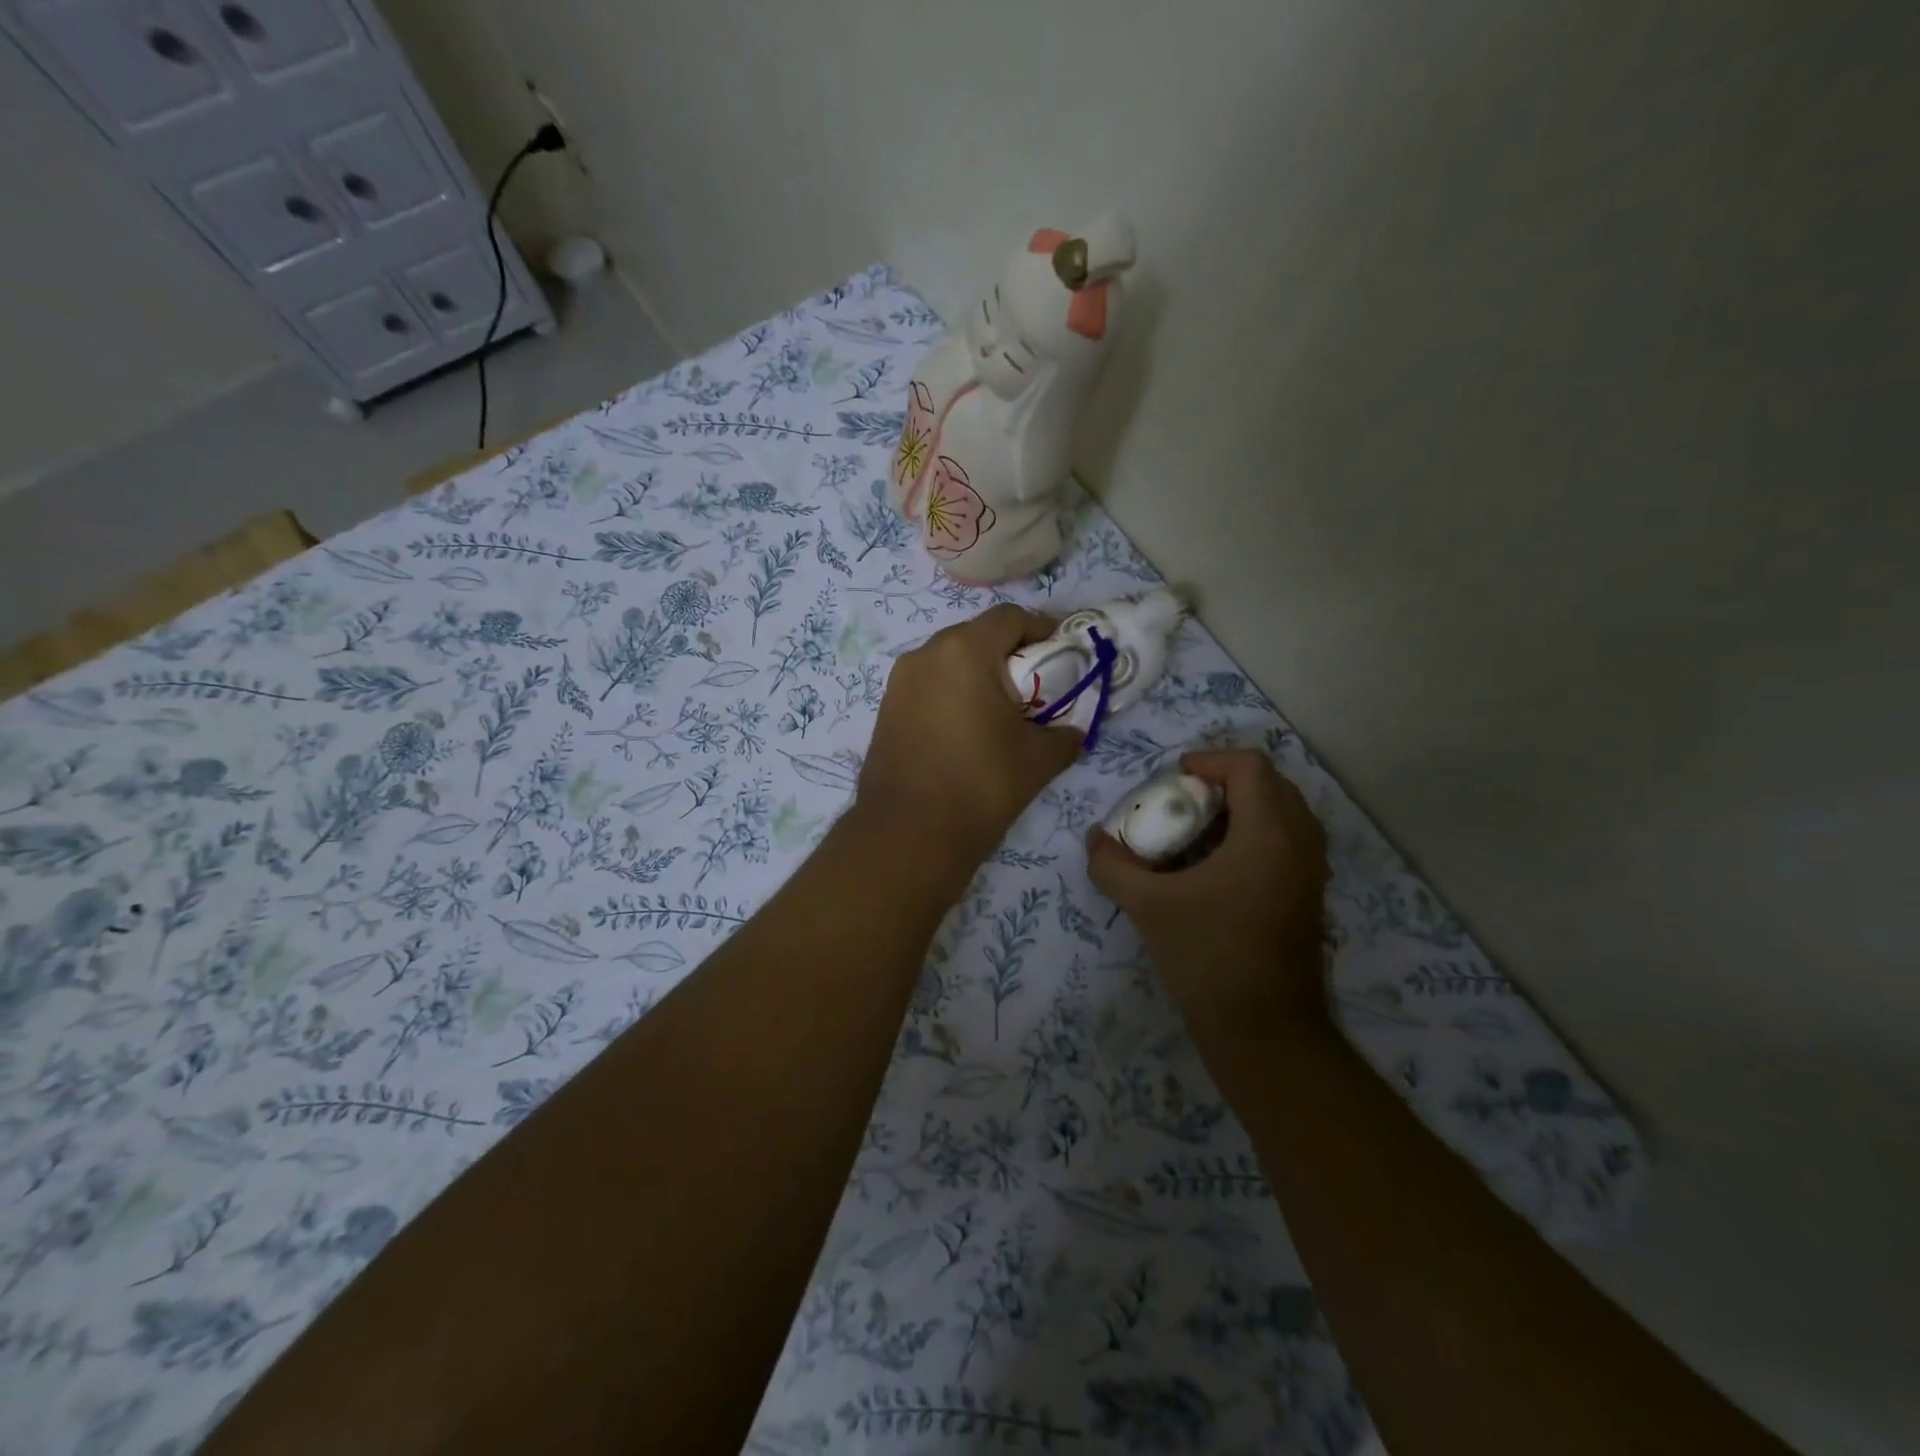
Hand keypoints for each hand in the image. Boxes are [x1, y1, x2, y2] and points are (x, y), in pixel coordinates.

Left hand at [857, 604, 1081, 875]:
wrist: (908, 834)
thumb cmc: (980, 784)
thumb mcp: (1038, 759)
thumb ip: (1065, 734)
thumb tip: (1073, 732)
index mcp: (964, 651)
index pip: (1010, 618)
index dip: (1042, 629)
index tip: (1063, 654)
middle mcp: (925, 654)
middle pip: (977, 636)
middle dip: (1010, 654)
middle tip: (1036, 686)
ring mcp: (899, 682)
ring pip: (949, 661)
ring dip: (979, 675)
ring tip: (1001, 712)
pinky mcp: (886, 709)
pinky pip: (929, 686)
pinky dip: (953, 694)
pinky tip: (967, 730)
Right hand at [1088, 749, 1329, 1028]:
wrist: (1264, 1031)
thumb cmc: (1209, 957)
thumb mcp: (1148, 906)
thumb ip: (1113, 865)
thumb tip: (1095, 839)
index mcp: (1269, 835)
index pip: (1249, 767)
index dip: (1208, 761)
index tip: (1172, 781)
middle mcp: (1300, 844)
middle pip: (1269, 784)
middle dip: (1223, 783)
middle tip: (1183, 803)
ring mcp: (1311, 872)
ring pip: (1282, 814)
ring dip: (1241, 810)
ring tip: (1197, 833)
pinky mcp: (1309, 897)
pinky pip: (1287, 842)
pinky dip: (1254, 836)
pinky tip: (1216, 868)